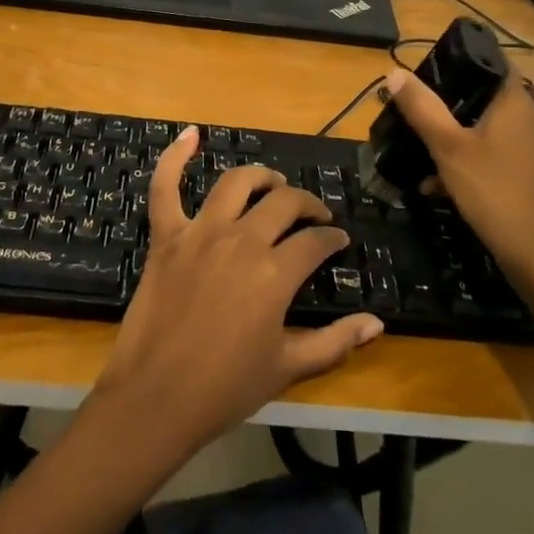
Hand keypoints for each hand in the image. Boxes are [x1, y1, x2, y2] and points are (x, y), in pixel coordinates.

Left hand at [90, 127, 383, 458]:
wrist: (156, 399)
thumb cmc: (226, 388)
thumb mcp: (288, 368)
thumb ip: (335, 342)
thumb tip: (377, 324)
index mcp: (275, 272)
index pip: (315, 242)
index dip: (332, 240)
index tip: (338, 243)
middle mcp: (241, 240)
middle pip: (283, 203)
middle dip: (306, 205)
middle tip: (314, 217)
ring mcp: (200, 233)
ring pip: (236, 184)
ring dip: (260, 177)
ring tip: (273, 183)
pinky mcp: (166, 236)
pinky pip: (166, 187)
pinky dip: (175, 157)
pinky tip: (190, 134)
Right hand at [382, 67, 533, 271]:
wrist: (533, 252)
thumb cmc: (492, 188)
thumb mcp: (448, 146)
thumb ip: (422, 108)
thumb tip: (395, 72)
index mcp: (513, 100)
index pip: (490, 59)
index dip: (459, 57)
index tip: (427, 65)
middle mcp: (524, 115)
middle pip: (479, 93)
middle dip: (443, 99)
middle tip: (410, 103)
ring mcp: (523, 145)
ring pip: (479, 125)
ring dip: (448, 131)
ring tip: (414, 139)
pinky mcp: (519, 170)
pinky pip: (484, 151)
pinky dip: (460, 158)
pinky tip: (431, 181)